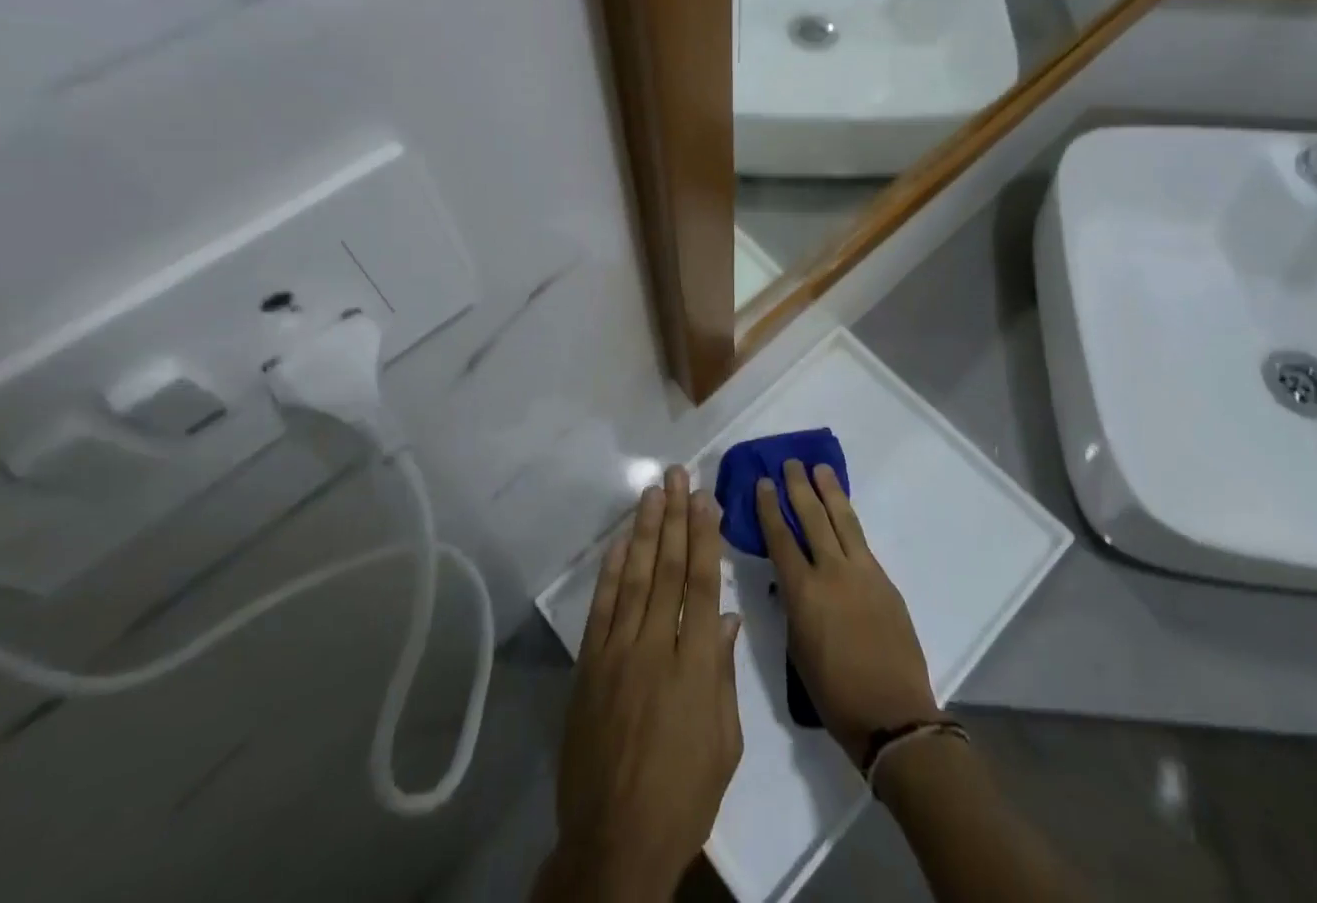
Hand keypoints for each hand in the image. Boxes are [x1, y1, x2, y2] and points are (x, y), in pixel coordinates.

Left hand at [539, 466, 742, 902]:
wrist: (614, 842)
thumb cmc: (683, 796)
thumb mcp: (724, 742)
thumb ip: (723, 673)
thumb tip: (727, 617)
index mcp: (696, 665)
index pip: (702, 584)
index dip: (705, 536)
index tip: (706, 499)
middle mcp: (656, 647)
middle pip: (668, 569)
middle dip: (675, 517)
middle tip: (678, 476)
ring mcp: (618, 654)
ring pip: (635, 578)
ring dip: (645, 531)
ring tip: (653, 492)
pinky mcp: (589, 667)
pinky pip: (602, 608)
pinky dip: (612, 572)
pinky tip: (621, 543)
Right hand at [757, 459, 941, 766]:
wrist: (894, 715)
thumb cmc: (836, 695)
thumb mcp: (798, 652)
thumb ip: (794, 609)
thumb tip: (792, 584)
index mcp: (804, 594)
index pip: (781, 539)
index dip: (769, 509)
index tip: (762, 483)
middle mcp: (832, 572)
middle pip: (812, 518)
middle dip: (798, 488)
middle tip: (790, 463)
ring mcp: (862, 572)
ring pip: (842, 520)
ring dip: (829, 491)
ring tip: (819, 468)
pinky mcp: (884, 580)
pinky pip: (861, 540)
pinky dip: (848, 519)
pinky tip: (844, 510)